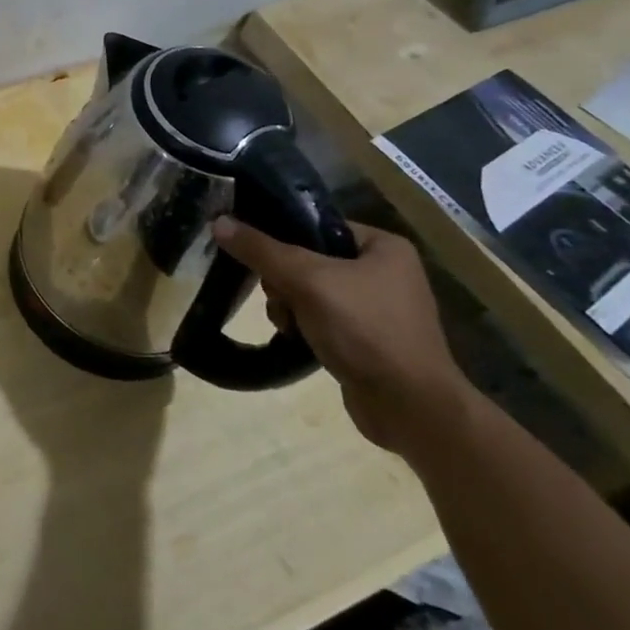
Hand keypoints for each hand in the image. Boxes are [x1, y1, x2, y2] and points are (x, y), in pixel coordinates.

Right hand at [212, 216, 471, 453]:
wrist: (410, 408)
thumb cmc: (365, 330)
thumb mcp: (307, 281)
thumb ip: (261, 250)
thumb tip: (219, 221)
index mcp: (383, 247)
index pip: (316, 225)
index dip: (282, 237)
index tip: (258, 256)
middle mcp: (384, 271)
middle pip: (308, 258)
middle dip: (284, 280)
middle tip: (280, 297)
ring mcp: (377, 308)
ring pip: (309, 290)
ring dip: (289, 305)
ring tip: (289, 324)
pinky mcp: (367, 339)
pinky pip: (321, 317)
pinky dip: (304, 326)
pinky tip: (297, 339)